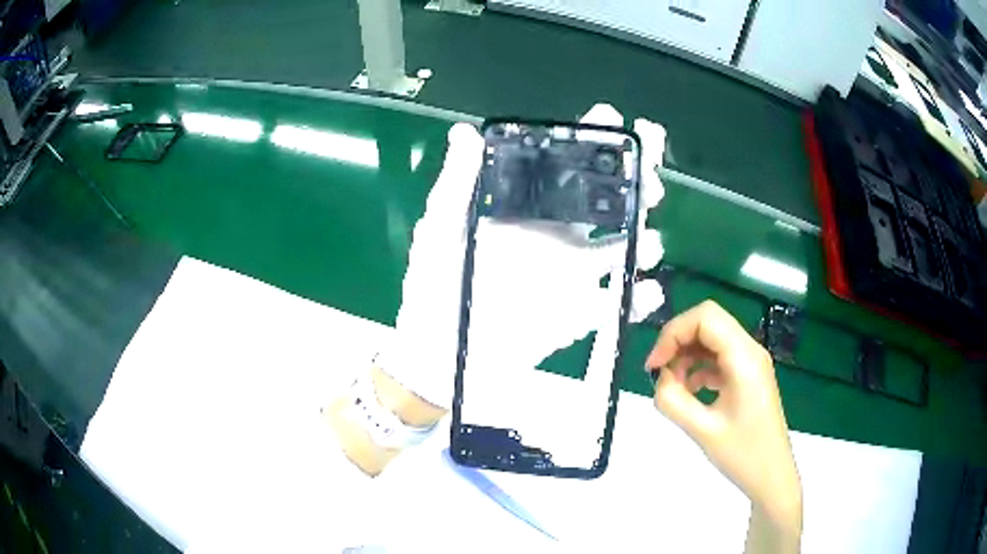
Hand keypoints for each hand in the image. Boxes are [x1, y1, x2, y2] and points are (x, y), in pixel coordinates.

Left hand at [378, 104, 667, 409]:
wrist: (440, 357)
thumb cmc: (435, 290)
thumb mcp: (440, 232)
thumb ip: (456, 184)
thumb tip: (465, 132)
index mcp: (527, 211)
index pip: (567, 168)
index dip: (592, 141)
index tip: (613, 118)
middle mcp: (558, 236)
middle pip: (609, 201)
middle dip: (637, 182)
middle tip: (649, 177)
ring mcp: (573, 276)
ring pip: (624, 248)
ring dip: (644, 238)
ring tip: (648, 239)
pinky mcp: (580, 314)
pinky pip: (618, 302)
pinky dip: (640, 296)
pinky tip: (648, 289)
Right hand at [646, 301, 801, 542]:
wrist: (772, 476)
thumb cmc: (743, 455)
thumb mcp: (702, 431)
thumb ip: (673, 400)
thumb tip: (659, 379)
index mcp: (744, 358)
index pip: (705, 318)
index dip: (673, 333)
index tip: (654, 366)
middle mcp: (750, 351)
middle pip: (707, 323)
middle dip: (678, 342)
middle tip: (659, 374)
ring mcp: (751, 362)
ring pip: (711, 338)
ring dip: (687, 355)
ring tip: (673, 387)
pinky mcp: (747, 376)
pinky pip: (718, 357)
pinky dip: (698, 367)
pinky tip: (689, 392)